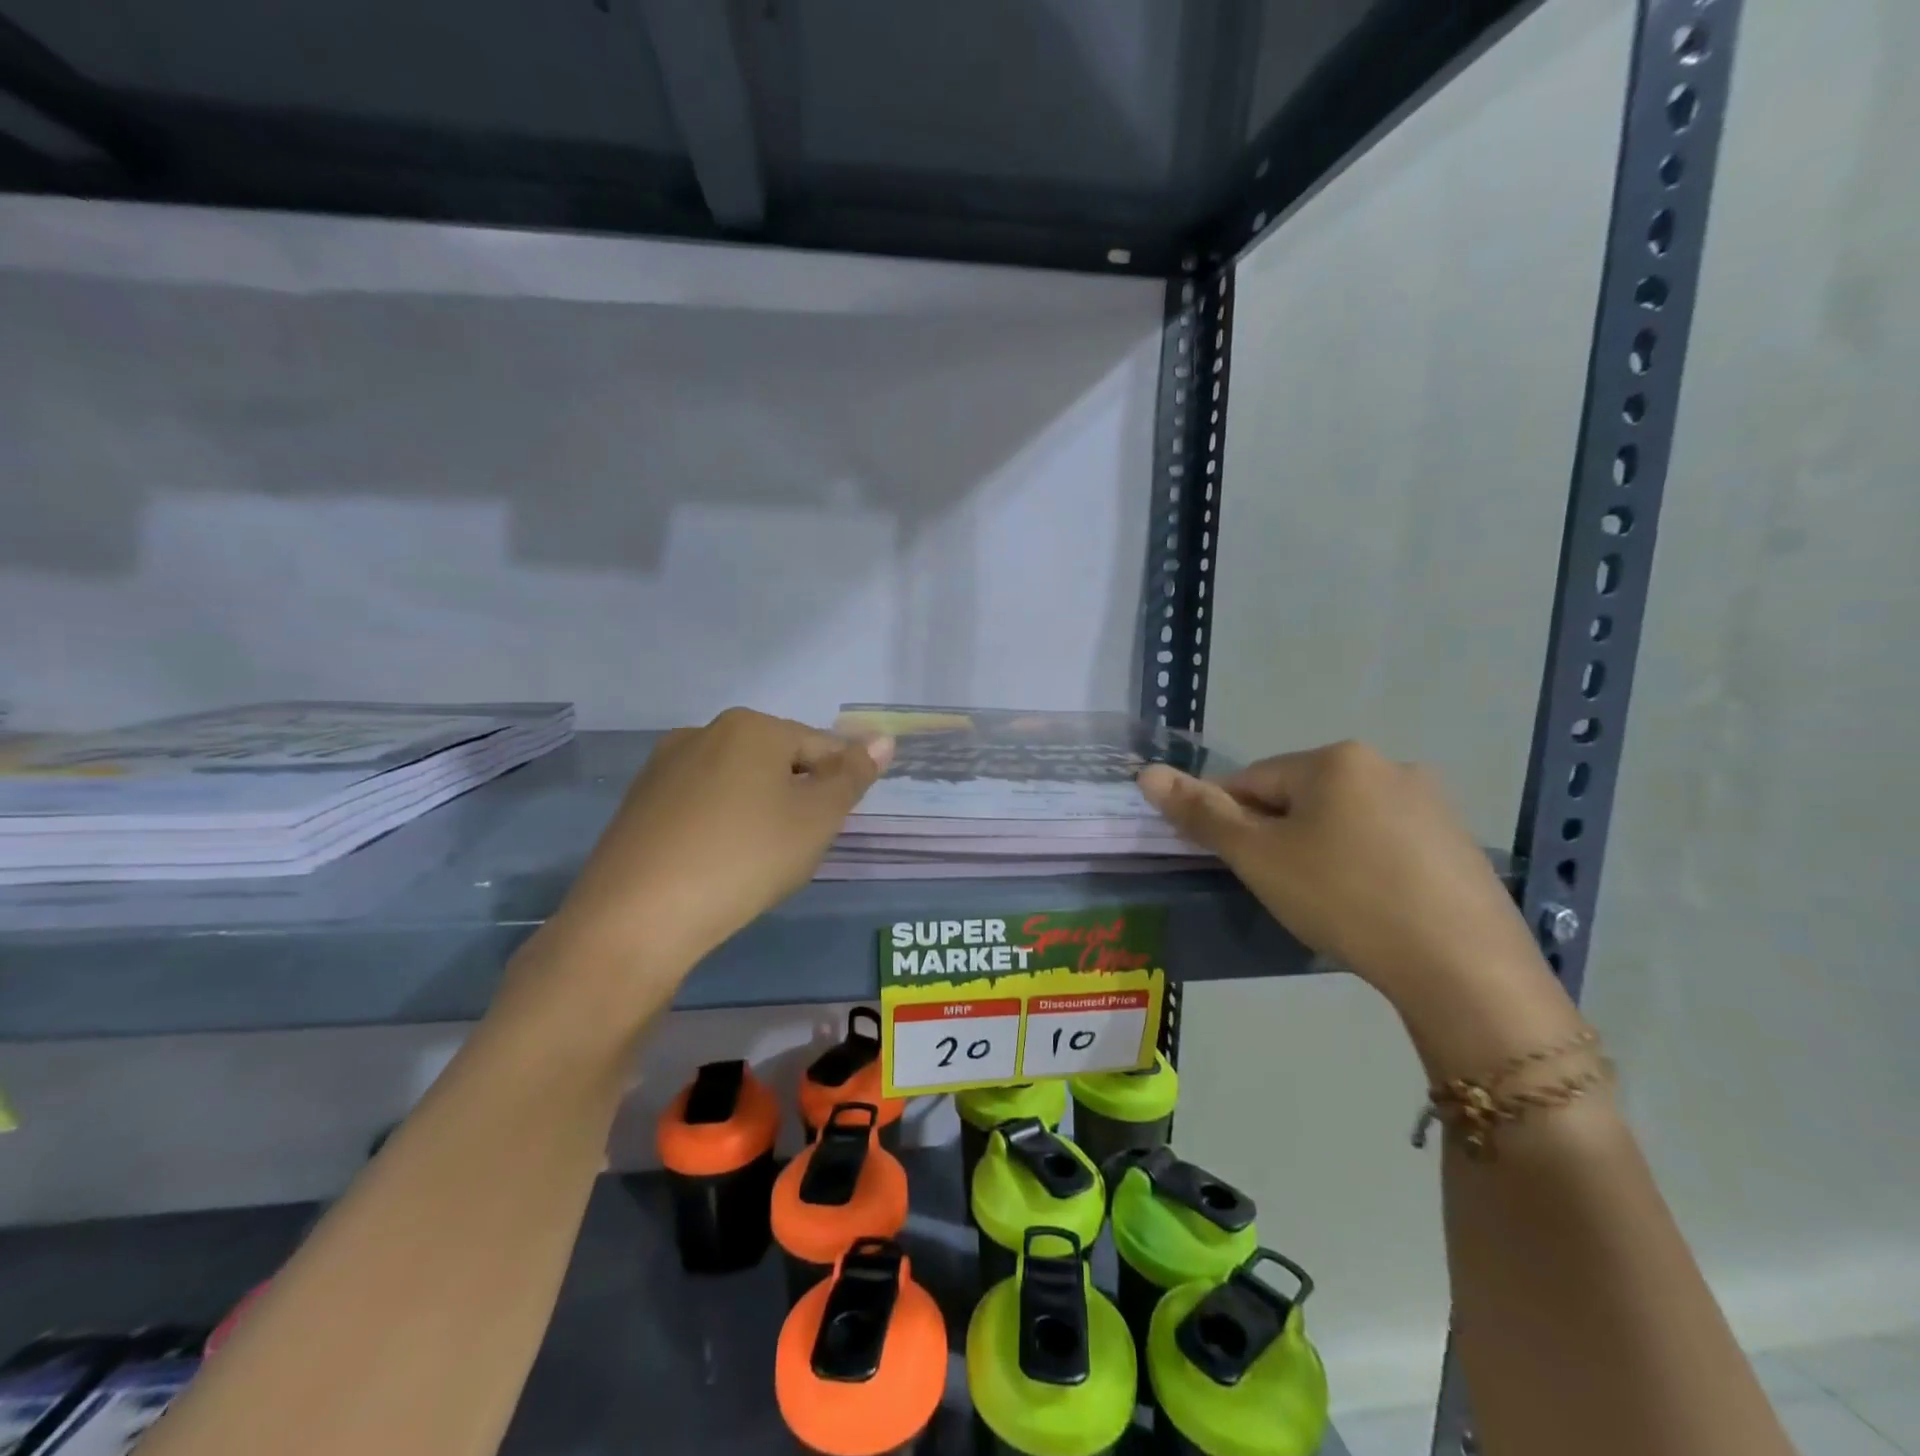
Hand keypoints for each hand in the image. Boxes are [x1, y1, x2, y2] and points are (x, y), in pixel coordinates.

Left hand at [547, 708, 891, 979]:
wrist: (637, 918)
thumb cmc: (745, 858)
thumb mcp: (816, 819)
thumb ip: (853, 776)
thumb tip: (884, 738)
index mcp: (752, 727)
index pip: (821, 746)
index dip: (840, 786)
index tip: (837, 826)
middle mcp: (704, 733)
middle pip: (777, 761)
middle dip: (798, 798)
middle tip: (800, 849)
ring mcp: (664, 768)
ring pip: (737, 784)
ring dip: (761, 813)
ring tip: (760, 862)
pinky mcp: (639, 805)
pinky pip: (701, 807)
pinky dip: (722, 828)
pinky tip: (719, 865)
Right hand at [1138, 742, 1541, 998]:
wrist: (1462, 968)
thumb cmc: (1343, 898)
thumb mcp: (1259, 857)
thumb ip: (1201, 813)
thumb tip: (1146, 773)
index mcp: (1336, 759)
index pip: (1253, 781)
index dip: (1230, 822)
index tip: (1232, 865)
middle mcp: (1387, 765)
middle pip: (1300, 797)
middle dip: (1278, 837)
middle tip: (1279, 888)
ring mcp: (1431, 803)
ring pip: (1344, 820)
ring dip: (1319, 850)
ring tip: (1324, 903)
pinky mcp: (1457, 842)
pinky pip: (1385, 842)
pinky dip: (1363, 865)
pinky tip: (1368, 906)